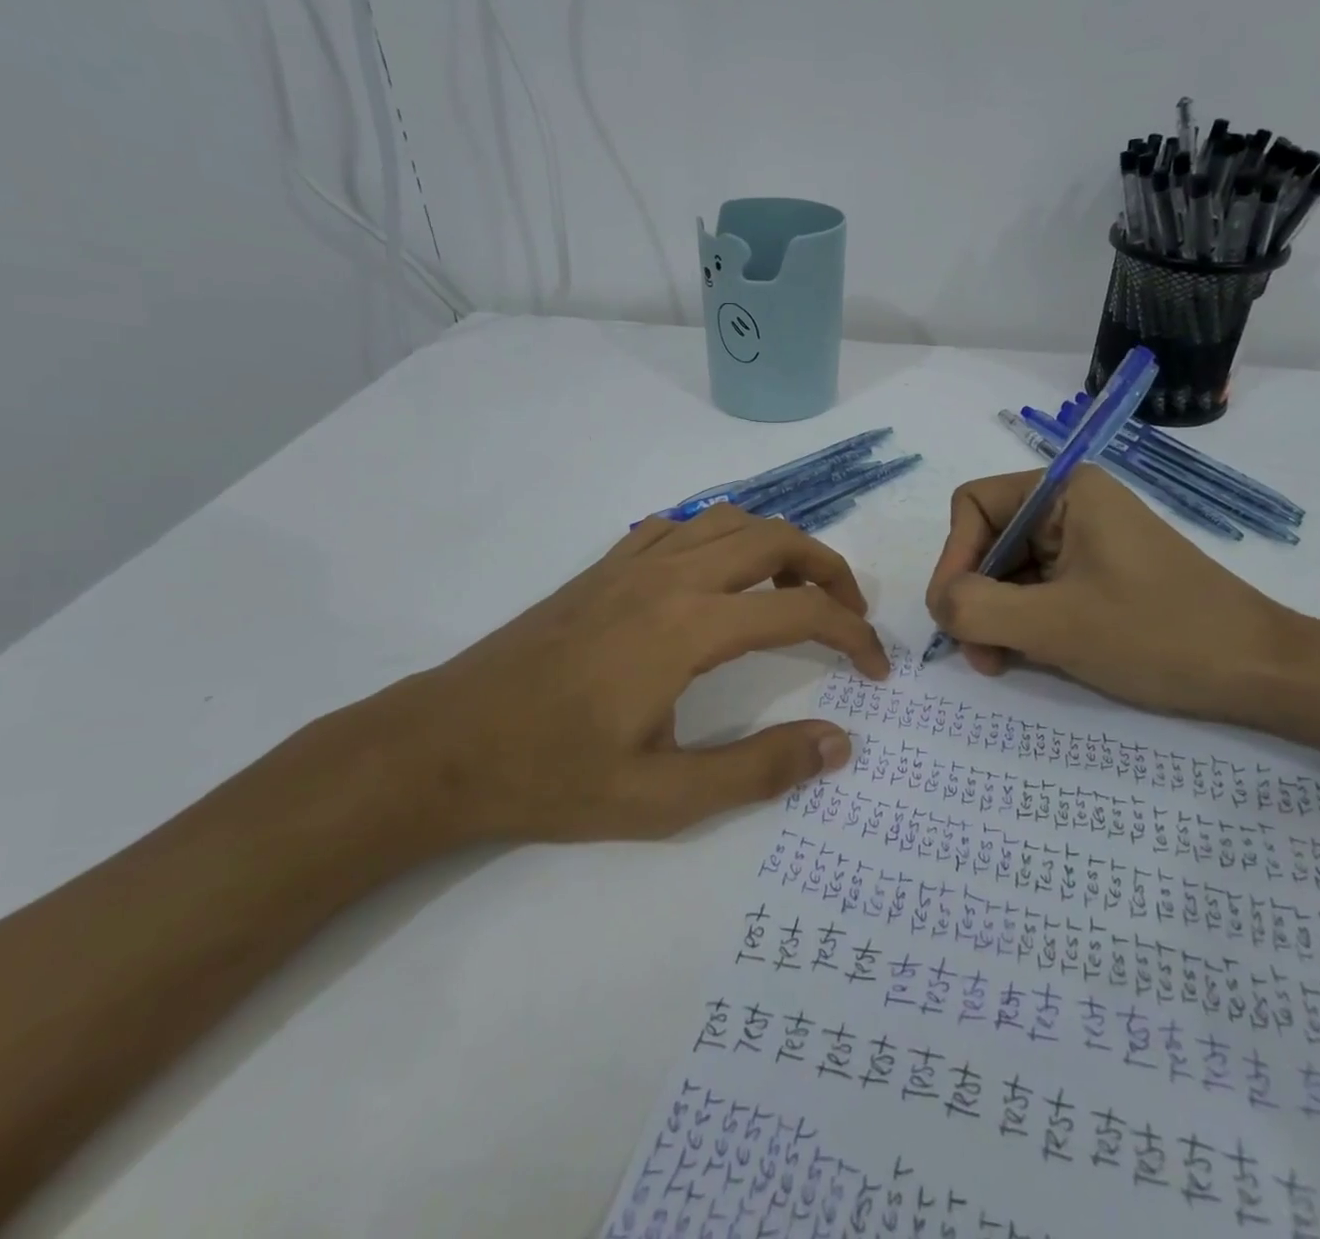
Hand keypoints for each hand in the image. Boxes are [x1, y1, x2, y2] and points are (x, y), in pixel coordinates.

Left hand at [356, 505, 888, 845]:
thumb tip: (839, 743)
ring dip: (777, 545)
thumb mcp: (663, 798)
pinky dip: (719, 538)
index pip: (802, 612)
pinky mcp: (603, 567)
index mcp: (690, 627)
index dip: (853, 635)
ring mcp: (632, 563)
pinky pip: (680, 526)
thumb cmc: (552, 776)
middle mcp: (670, 576)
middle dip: (829, 569)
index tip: (876, 670)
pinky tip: (715, 580)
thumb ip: (759, 769)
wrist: (443, 745)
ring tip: (792, 594)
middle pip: (776, 538)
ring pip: (729, 520)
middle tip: (848, 615)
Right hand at [924, 465, 1300, 723]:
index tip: (956, 615)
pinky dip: (1021, 623)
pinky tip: (1027, 657)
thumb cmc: (1159, 635)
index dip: (953, 558)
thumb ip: (976, 608)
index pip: (972, 506)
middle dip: (974, 596)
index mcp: (1065, 491)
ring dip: (994, 617)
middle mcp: (1071, 506)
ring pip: (1008, 572)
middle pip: (986, 541)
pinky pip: (1036, 590)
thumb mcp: (1055, 624)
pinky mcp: (1097, 576)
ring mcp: (1085, 542)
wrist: (1261, 672)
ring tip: (1001, 662)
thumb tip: (939, 604)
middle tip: (979, 655)